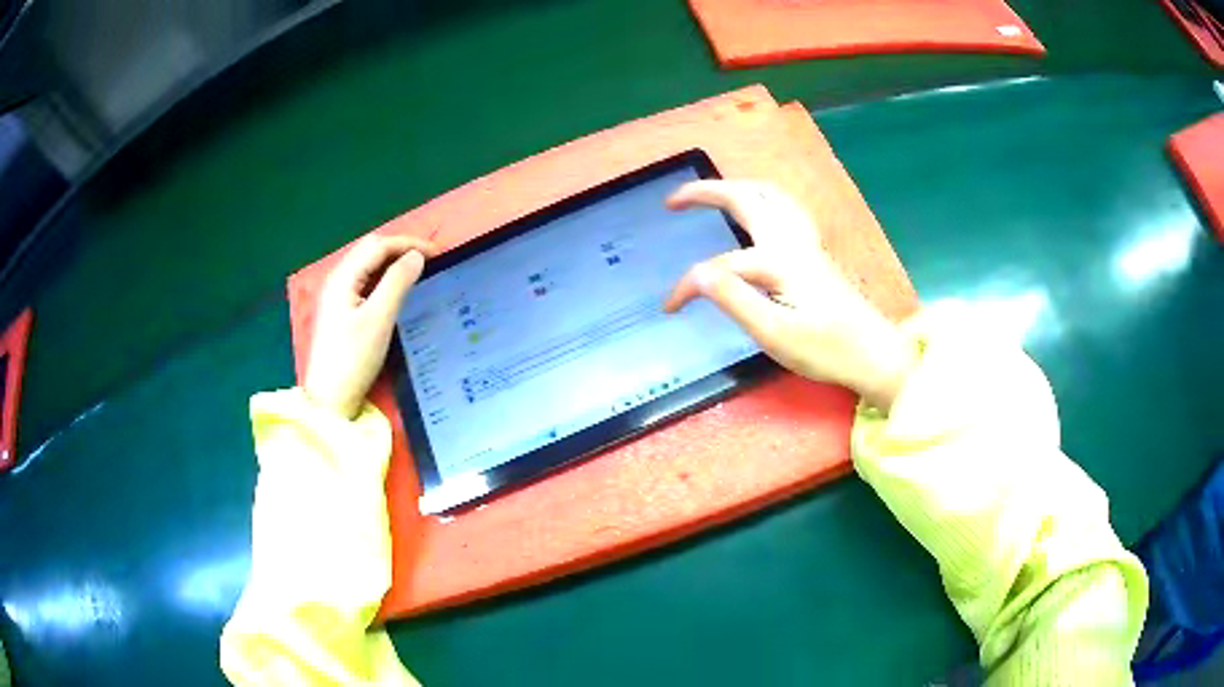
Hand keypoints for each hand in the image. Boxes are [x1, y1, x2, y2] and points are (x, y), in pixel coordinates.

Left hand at [305, 235, 437, 418]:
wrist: (331, 399)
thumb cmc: (353, 358)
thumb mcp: (379, 319)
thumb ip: (397, 282)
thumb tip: (417, 256)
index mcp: (342, 277)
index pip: (378, 245)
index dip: (408, 243)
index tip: (438, 253)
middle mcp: (337, 279)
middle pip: (370, 251)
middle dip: (400, 248)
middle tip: (430, 259)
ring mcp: (337, 296)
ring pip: (367, 265)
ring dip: (392, 261)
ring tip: (418, 269)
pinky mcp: (341, 311)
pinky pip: (365, 281)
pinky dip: (384, 277)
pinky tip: (397, 287)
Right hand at [663, 181, 916, 410]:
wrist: (875, 354)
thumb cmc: (826, 350)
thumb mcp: (775, 333)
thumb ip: (735, 299)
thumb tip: (698, 274)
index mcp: (779, 261)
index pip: (720, 266)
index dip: (689, 284)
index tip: (670, 308)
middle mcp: (792, 242)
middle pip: (746, 198)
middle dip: (706, 192)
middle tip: (674, 201)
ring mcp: (807, 243)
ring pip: (771, 196)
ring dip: (737, 187)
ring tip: (714, 194)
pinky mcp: (815, 252)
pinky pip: (786, 208)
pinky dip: (763, 199)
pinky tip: (760, 212)